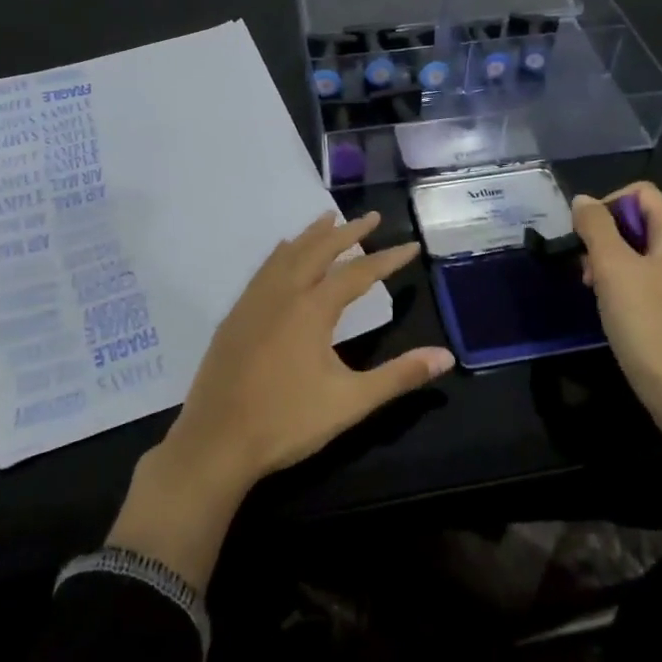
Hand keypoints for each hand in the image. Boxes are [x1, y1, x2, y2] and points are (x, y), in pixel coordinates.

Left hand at [107, 211, 452, 587]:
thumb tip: (446, 356)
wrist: (215, 443)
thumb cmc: (287, 423)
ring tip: (329, 219)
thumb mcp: (351, 402)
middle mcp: (283, 294)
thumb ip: (399, 376)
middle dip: (348, 232)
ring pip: (287, 254)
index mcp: (313, 309)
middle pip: (319, 250)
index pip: (359, 273)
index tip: (411, 244)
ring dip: (312, 235)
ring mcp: (254, 302)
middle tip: (372, 217)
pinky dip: (281, 253)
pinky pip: (264, 269)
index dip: (388, 259)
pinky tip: (282, 252)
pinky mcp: (235, 316)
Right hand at [572, 183, 661, 446]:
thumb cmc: (649, 324)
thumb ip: (596, 227)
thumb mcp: (613, 269)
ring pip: (640, 251)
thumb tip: (583, 200)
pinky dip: (624, 283)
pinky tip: (611, 308)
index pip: (640, 192)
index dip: (607, 204)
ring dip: (610, 261)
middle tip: (585, 267)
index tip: (584, 236)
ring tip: (593, 289)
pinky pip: (648, 278)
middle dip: (605, 235)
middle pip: (640, 220)